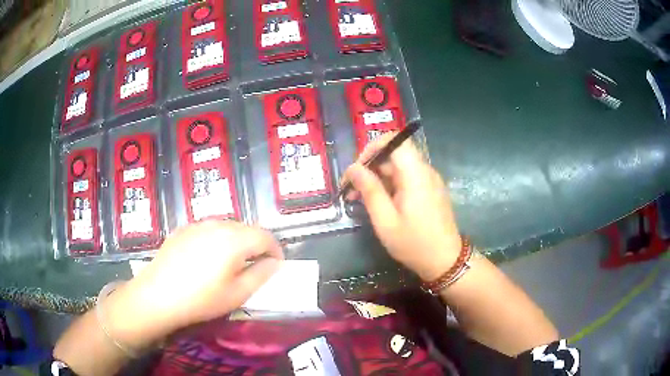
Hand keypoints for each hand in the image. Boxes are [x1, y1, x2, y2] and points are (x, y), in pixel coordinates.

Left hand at [106, 221, 283, 348]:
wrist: (157, 296)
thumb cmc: (201, 299)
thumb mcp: (238, 293)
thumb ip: (261, 274)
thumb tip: (275, 262)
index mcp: (234, 239)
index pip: (266, 236)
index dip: (275, 250)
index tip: (275, 266)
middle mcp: (217, 224)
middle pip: (247, 229)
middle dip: (256, 246)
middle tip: (254, 267)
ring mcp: (198, 224)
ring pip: (227, 227)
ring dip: (237, 242)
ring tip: (231, 264)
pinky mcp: (183, 229)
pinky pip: (209, 230)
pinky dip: (217, 240)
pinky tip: (207, 259)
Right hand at [343, 134, 460, 281]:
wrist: (445, 261)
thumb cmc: (414, 243)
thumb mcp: (385, 220)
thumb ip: (369, 190)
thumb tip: (353, 168)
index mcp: (415, 174)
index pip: (395, 140)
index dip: (373, 147)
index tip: (358, 168)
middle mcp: (425, 171)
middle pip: (394, 154)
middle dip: (370, 167)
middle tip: (351, 189)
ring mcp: (429, 181)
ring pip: (399, 167)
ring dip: (378, 178)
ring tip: (359, 199)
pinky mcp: (430, 190)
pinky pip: (407, 179)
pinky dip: (390, 185)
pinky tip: (379, 204)